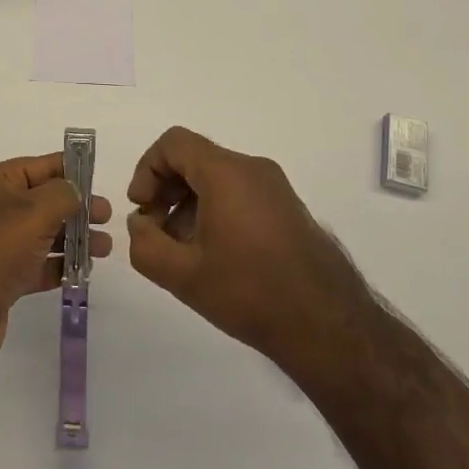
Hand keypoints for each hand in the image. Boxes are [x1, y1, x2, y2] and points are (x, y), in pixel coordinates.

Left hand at [0, 154, 111, 369]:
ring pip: (42, 233)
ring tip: (104, 248)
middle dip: (77, 207)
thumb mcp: (34, 211)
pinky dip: (58, 263)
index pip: (39, 166)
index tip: (101, 181)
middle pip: (43, 199)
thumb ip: (63, 194)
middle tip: (108, 218)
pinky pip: (35, 262)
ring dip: (73, 237)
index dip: (71, 170)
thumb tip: (76, 191)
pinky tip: (84, 270)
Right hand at [126, 127, 371, 370]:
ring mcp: (275, 187)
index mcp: (227, 172)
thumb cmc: (250, 292)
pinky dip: (216, 209)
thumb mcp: (183, 276)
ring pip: (217, 177)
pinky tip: (214, 255)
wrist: (328, 325)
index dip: (147, 169)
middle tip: (155, 231)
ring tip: (182, 250)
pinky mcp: (288, 208)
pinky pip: (240, 192)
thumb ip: (146, 245)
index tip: (142, 208)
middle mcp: (253, 168)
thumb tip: (140, 224)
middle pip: (195, 158)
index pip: (174, 143)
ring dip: (189, 203)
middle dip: (166, 189)